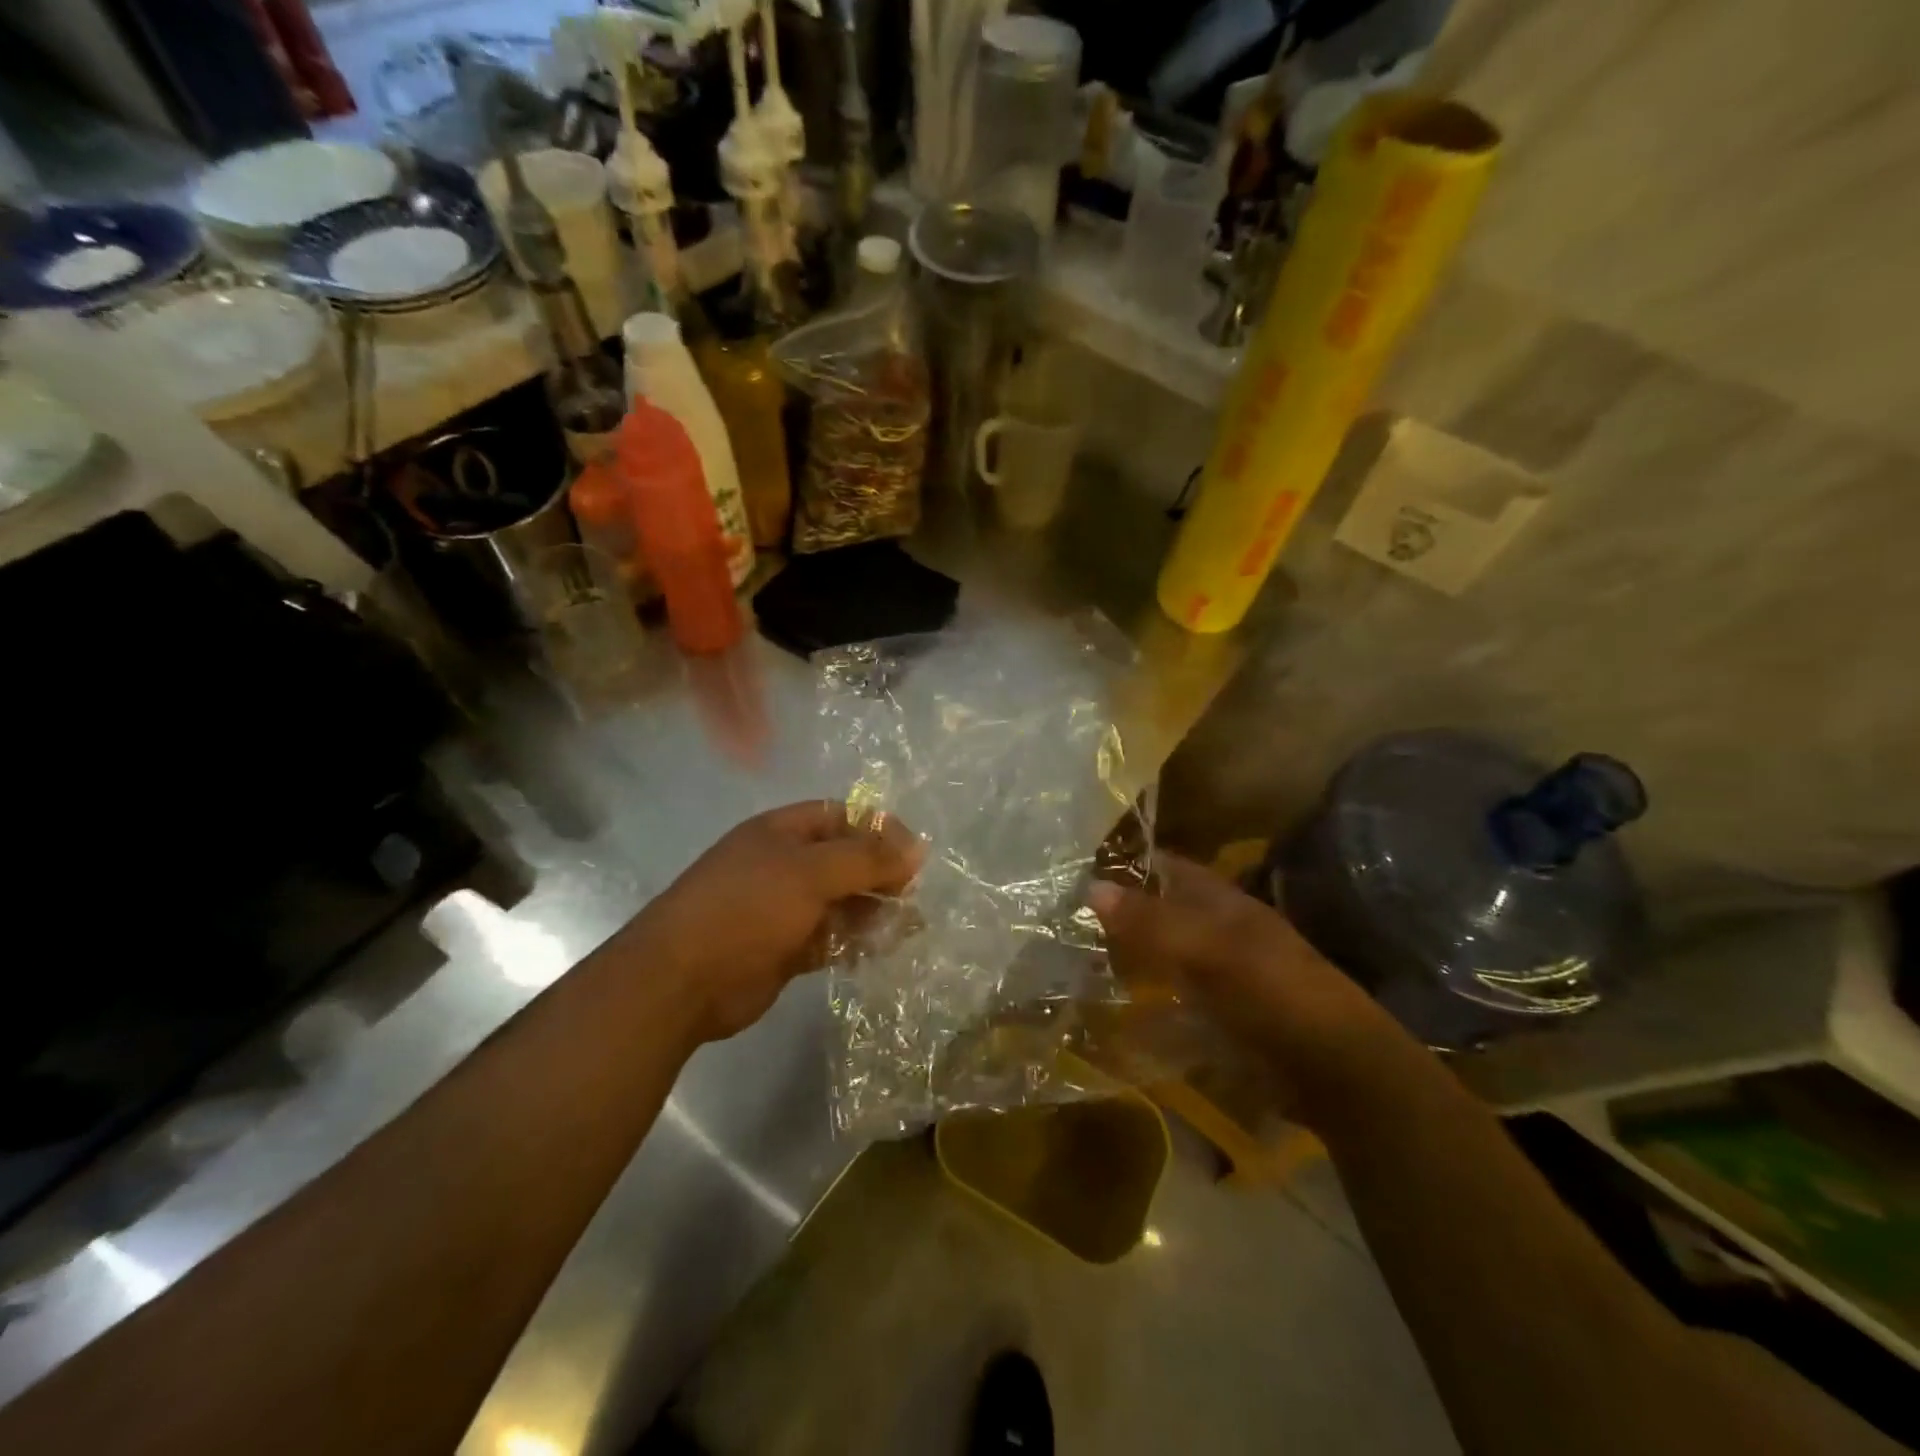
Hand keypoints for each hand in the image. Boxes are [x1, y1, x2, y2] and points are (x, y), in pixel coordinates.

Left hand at [633, 801, 922, 1046]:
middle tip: (910, 896)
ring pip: (841, 902)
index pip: (841, 817)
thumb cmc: (747, 909)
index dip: (879, 829)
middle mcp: (784, 865)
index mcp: (782, 832)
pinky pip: (830, 938)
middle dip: (880, 875)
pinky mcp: (785, 949)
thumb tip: (917, 848)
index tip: (913, 854)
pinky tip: (877, 951)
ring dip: (872, 912)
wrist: (681, 981)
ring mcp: (783, 909)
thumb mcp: (810, 873)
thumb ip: (866, 858)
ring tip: (905, 928)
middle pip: (845, 860)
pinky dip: (854, 943)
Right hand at [1087, 855, 1407, 1119]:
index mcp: (1219, 901)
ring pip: (1159, 954)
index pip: (1162, 867)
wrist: (1334, 1069)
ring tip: (1072, 963)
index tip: (1071, 870)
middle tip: (1060, 921)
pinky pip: (1168, 999)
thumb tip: (1090, 887)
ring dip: (1124, 957)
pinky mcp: (1216, 1016)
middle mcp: (1215, 929)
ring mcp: (1216, 974)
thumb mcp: (1210, 949)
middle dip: (1114, 914)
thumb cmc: (1273, 992)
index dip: (1123, 864)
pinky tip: (1109, 1010)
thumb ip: (1151, 920)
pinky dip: (1140, 1000)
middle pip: (1157, 911)